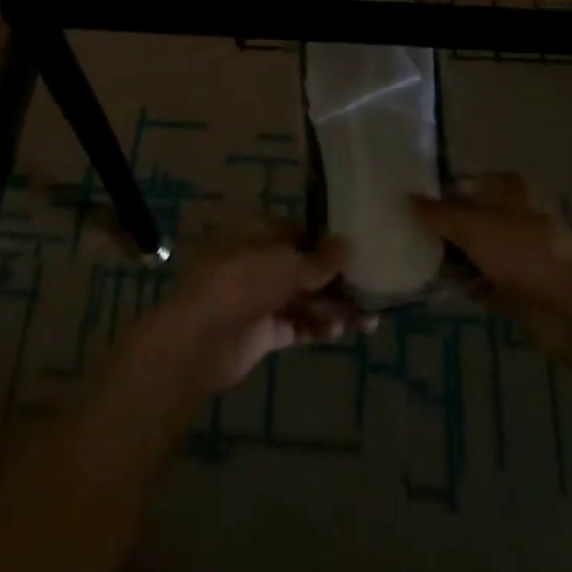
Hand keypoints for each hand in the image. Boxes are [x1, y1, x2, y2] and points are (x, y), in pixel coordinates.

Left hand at [134, 233, 376, 397]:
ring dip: (332, 308)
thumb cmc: (241, 282)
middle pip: (303, 269)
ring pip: (303, 299)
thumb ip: (319, 258)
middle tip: (371, 292)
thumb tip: (348, 245)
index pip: (298, 232)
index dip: (326, 242)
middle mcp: (257, 263)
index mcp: (256, 234)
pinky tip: (339, 332)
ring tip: (367, 321)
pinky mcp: (261, 332)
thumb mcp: (285, 263)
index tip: (358, 251)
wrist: (199, 338)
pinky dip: (316, 328)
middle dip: (336, 280)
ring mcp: (258, 298)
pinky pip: (295, 325)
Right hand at [409, 172, 571, 311]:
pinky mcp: (518, 285)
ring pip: (475, 249)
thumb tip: (408, 198)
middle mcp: (515, 215)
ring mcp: (518, 252)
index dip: (441, 189)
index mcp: (510, 189)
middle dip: (443, 226)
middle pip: (470, 216)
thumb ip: (438, 213)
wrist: (568, 307)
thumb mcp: (471, 225)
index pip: (468, 181)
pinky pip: (482, 279)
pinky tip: (437, 286)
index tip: (412, 200)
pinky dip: (465, 282)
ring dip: (452, 256)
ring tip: (415, 259)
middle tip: (406, 231)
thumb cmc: (521, 251)